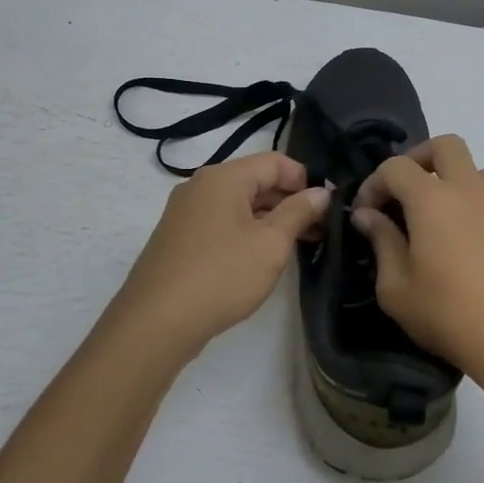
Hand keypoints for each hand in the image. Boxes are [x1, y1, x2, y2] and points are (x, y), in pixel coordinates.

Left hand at [105, 150, 329, 363]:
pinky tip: (261, 258)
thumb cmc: (222, 275)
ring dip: (269, 219)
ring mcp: (185, 213)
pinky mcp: (179, 239)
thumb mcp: (271, 244)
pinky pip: (221, 223)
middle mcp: (200, 186)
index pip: (275, 161)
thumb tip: (320, 192)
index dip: (305, 179)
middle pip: (255, 180)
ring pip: (238, 204)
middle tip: (319, 230)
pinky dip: (246, 232)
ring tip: (297, 246)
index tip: (327, 207)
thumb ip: (299, 212)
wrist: (156, 322)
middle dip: (289, 201)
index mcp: (223, 177)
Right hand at [351, 135, 483, 375]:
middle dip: (417, 158)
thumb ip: (380, 241)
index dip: (373, 183)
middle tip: (401, 191)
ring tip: (431, 214)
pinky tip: (457, 238)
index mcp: (431, 199)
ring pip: (473, 168)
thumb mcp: (395, 286)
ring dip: (449, 178)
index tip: (364, 213)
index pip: (396, 166)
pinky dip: (468, 201)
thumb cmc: (446, 313)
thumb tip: (367, 215)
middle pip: (445, 145)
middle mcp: (467, 190)